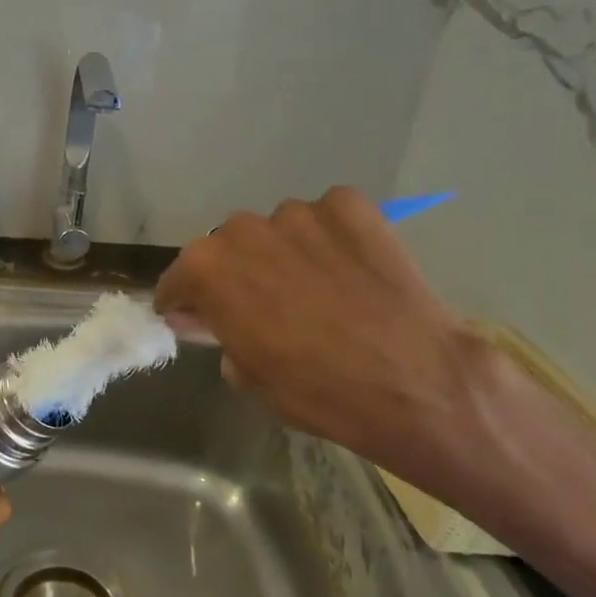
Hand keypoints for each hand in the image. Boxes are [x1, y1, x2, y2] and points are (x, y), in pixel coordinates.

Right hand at [153, 189, 487, 499]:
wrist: (417, 383)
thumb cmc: (317, 391)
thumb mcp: (248, 375)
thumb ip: (219, 334)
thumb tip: (208, 320)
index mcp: (206, 267)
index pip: (179, 279)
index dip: (186, 301)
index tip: (198, 317)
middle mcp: (243, 228)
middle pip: (227, 247)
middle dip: (237, 272)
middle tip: (264, 305)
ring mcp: (299, 212)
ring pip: (277, 229)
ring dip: (284, 251)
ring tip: (316, 286)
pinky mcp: (350, 206)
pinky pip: (326, 216)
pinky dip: (330, 236)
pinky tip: (350, 267)